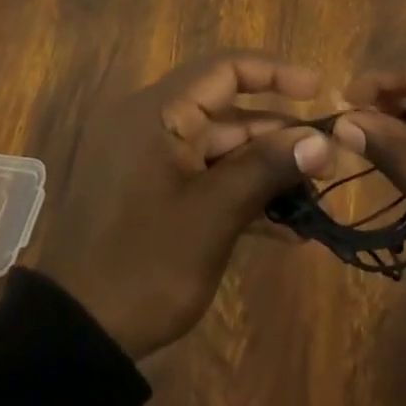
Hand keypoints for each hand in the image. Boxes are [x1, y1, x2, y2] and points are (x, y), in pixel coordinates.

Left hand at [37, 53, 338, 359]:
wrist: (76, 335)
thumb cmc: (144, 263)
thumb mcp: (213, 214)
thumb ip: (267, 168)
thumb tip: (324, 140)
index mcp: (157, 113)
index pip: (224, 69)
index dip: (275, 73)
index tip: (319, 92)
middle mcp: (152, 124)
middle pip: (227, 111)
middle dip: (279, 135)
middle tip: (329, 160)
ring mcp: (151, 161)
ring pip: (221, 149)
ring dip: (265, 170)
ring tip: (315, 197)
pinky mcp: (153, 193)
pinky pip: (205, 178)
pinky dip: (240, 195)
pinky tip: (286, 229)